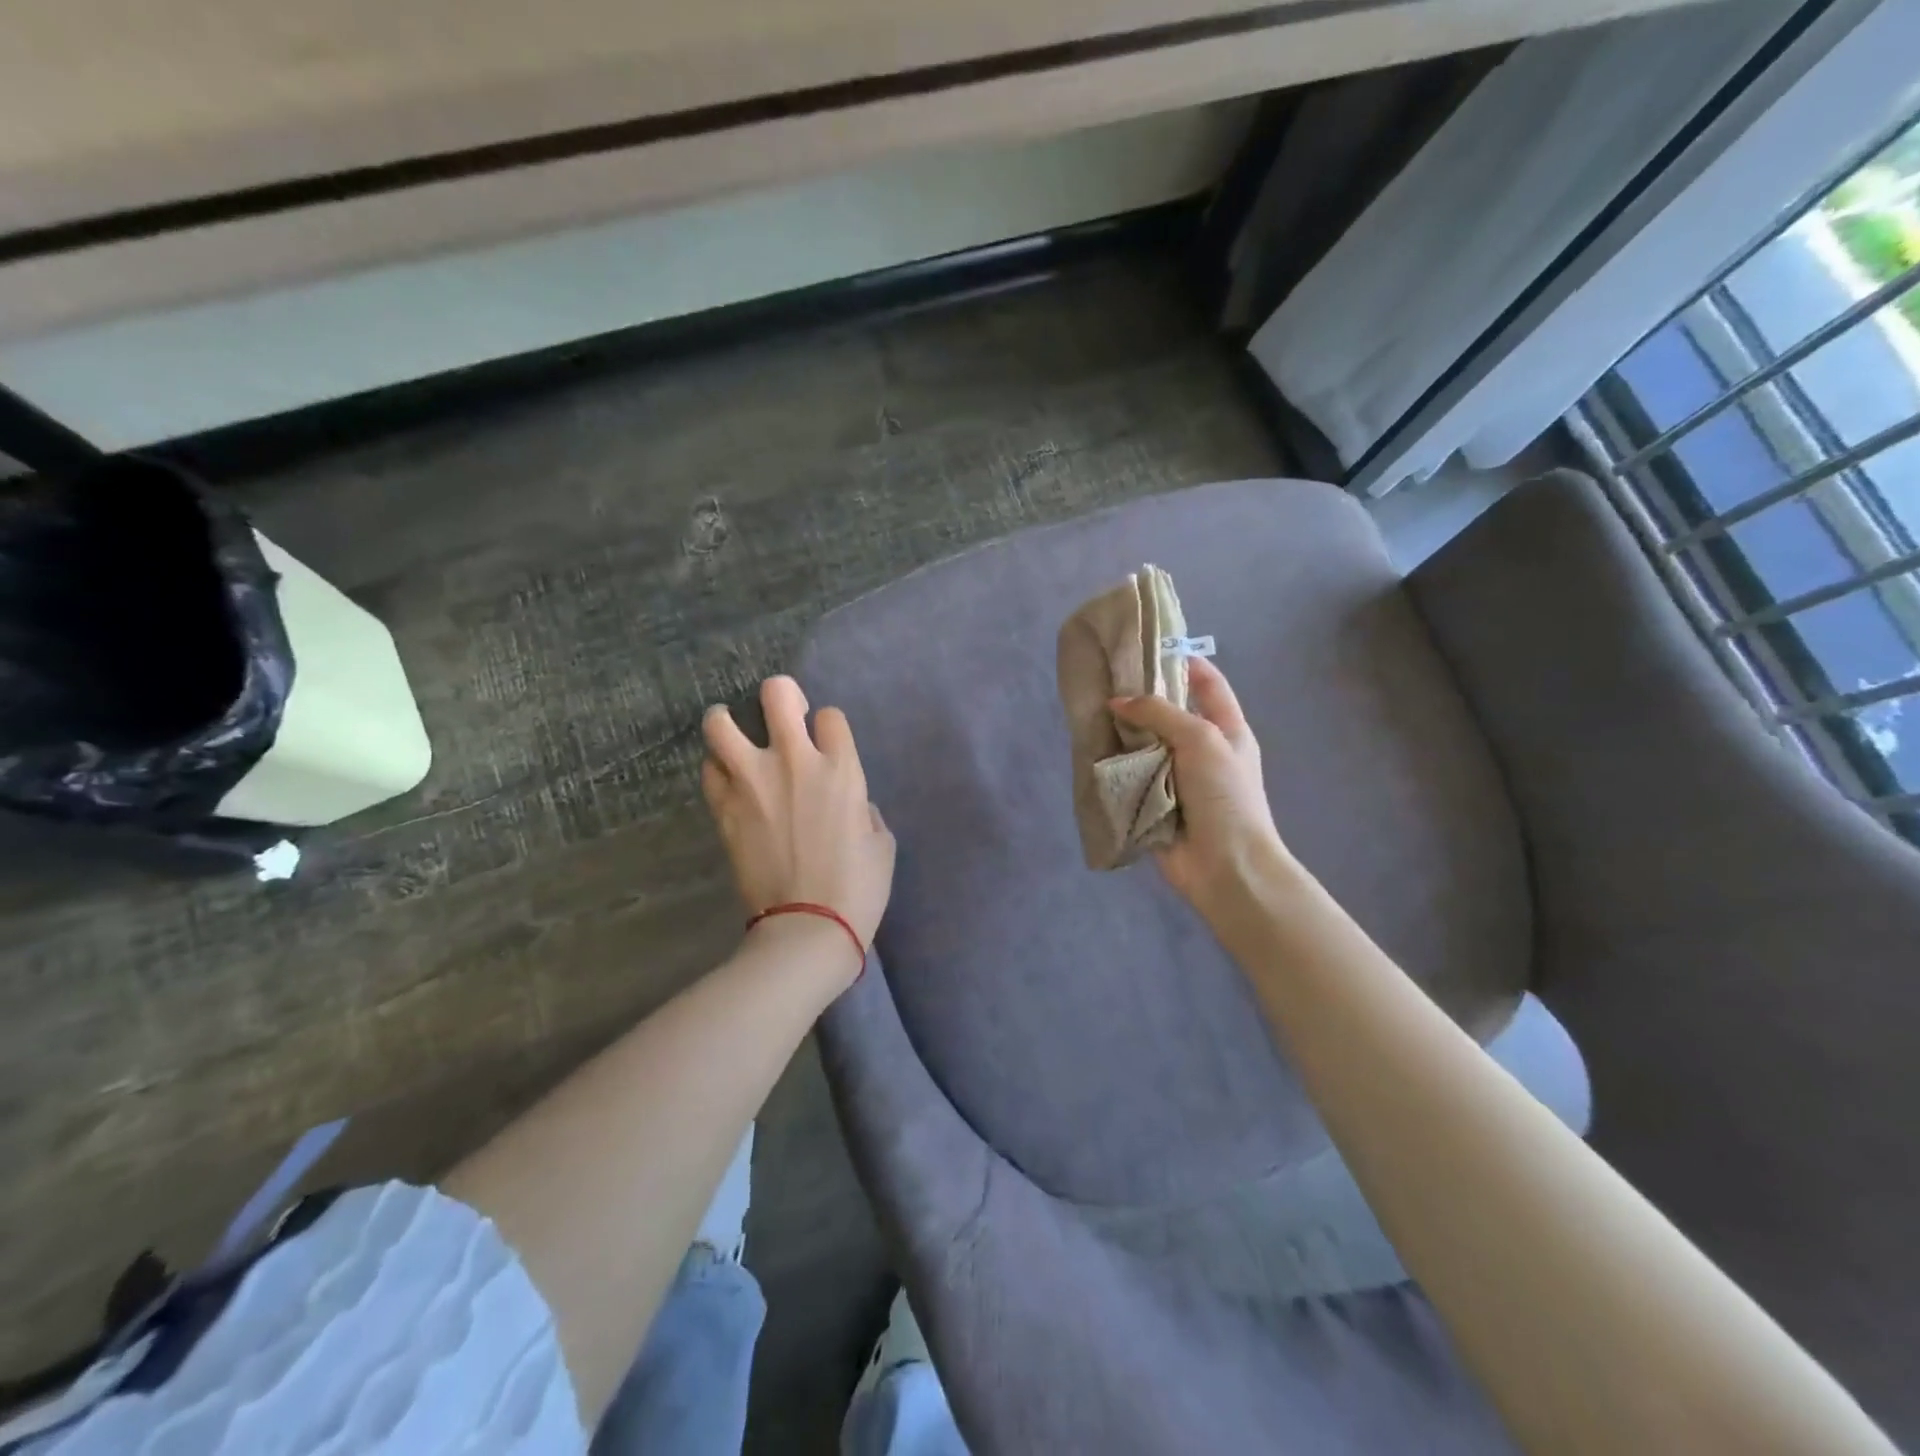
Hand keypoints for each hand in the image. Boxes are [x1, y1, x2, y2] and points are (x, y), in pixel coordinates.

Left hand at [701, 676, 896, 960]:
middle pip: (777, 695)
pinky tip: (728, 779)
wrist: (807, 928)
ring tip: (731, 730)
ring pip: (721, 724)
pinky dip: (717, 768)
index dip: (829, 726)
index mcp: (841, 770)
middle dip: (780, 695)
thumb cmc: (858, 888)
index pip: (830, 716)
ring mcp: (752, 783)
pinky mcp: (724, 809)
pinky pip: (710, 769)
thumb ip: (864, 811)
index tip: (827, 742)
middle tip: (781, 713)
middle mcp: (794, 763)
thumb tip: (851, 804)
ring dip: (727, 721)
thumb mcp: (882, 845)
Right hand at [1110, 658, 1289, 916]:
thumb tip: (1117, 701)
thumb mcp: (1201, 739)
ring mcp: (1175, 777)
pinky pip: (1130, 775)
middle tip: (1103, 678)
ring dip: (1121, 731)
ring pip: (1144, 743)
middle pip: (1168, 712)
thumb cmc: (1225, 795)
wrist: (1225, 865)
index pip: (1206, 683)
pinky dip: (1113, 764)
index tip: (1147, 646)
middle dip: (1139, 697)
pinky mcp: (1153, 801)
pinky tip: (1089, 748)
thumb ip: (1160, 713)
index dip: (1182, 660)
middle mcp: (1200, 749)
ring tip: (1089, 709)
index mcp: (1225, 729)